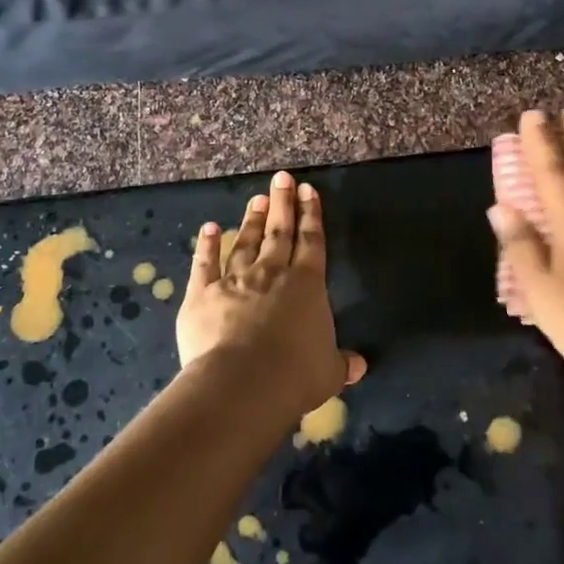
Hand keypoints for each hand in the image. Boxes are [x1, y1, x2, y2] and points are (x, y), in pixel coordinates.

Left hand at [176, 170, 365, 419]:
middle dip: (282, 203)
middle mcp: (272, 273)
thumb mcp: (328, 372)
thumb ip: (341, 363)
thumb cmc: (294, 376)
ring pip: (246, 242)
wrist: (241, 384)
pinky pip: (205, 264)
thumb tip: (360, 366)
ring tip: (256, 198)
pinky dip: (206, 245)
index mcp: (307, 284)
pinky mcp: (203, 294)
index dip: (311, 214)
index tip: (308, 190)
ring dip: (251, 220)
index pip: (312, 241)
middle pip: (279, 232)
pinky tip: (208, 228)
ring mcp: (235, 280)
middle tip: (281, 178)